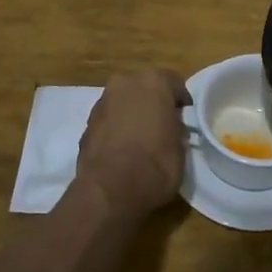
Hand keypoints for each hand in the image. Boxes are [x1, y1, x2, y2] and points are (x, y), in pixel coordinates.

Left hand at [73, 69, 191, 220]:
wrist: (111, 189)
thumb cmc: (156, 164)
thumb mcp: (181, 146)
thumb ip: (176, 127)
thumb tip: (171, 126)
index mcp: (153, 82)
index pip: (174, 82)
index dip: (181, 101)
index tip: (185, 118)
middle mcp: (125, 83)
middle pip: (144, 88)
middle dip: (153, 103)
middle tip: (162, 125)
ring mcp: (102, 102)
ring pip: (123, 102)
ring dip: (131, 114)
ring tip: (140, 140)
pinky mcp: (86, 124)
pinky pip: (109, 120)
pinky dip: (116, 129)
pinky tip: (122, 149)